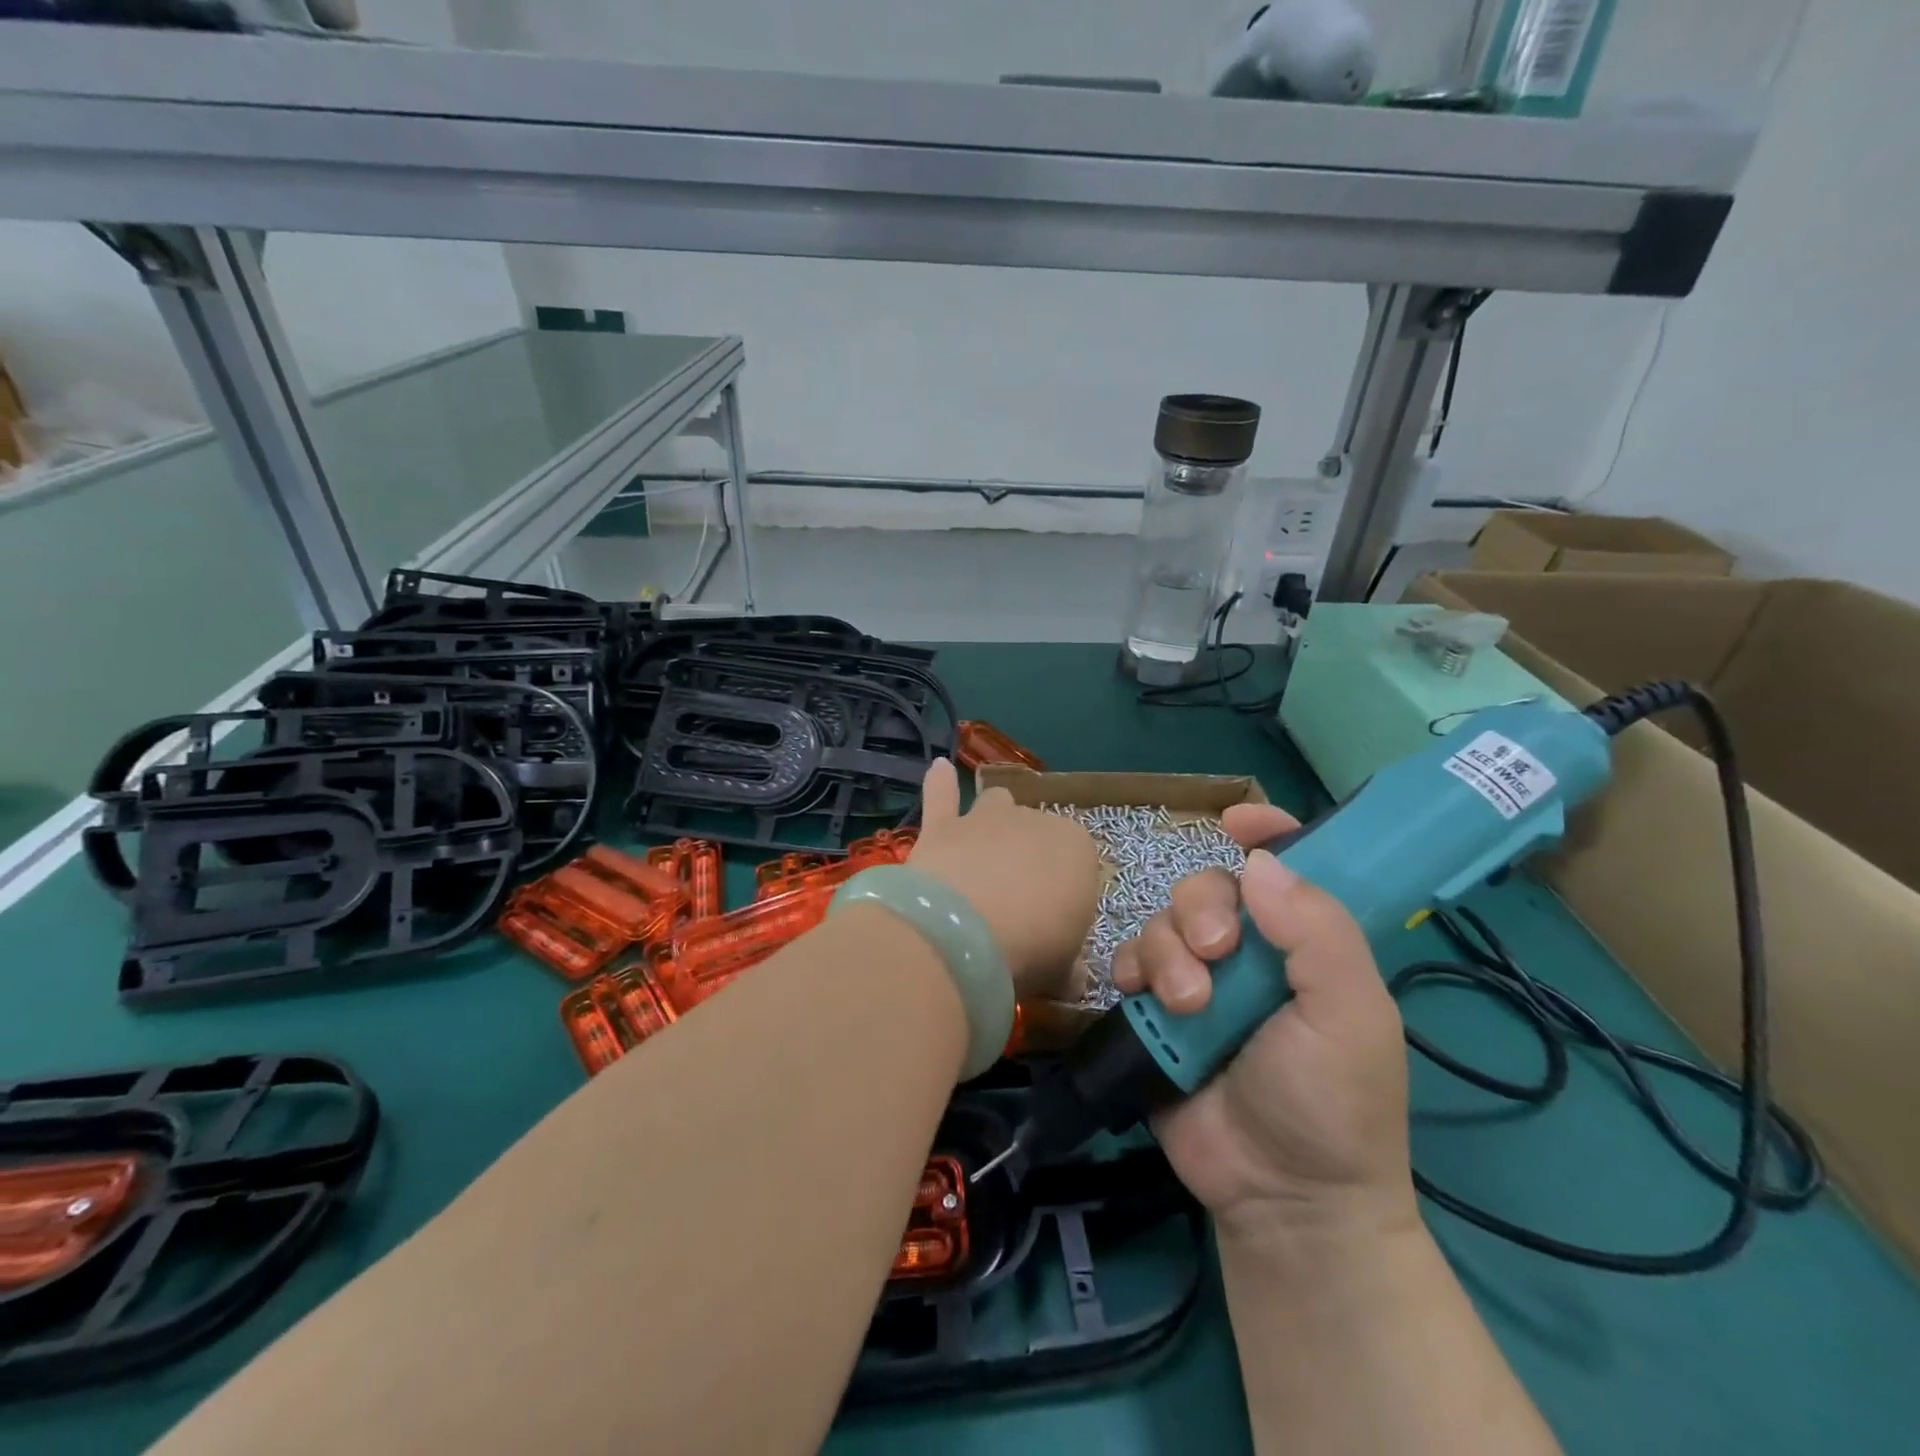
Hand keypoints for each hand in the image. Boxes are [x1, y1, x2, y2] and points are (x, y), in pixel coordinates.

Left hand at [907, 759, 1100, 1001]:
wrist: (962, 935)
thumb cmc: (1030, 950)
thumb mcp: (1064, 971)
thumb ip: (1069, 967)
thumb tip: (1071, 977)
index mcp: (1078, 849)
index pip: (1079, 865)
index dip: (1066, 896)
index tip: (1053, 928)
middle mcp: (1035, 821)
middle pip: (1036, 835)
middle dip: (1030, 861)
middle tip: (1016, 908)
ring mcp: (985, 818)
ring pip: (996, 804)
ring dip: (993, 821)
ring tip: (985, 849)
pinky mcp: (942, 826)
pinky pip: (941, 794)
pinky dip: (939, 783)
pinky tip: (938, 768)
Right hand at [1111, 803, 1415, 1238]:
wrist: (1282, 1197)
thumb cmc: (1334, 1103)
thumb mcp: (1351, 1016)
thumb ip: (1318, 934)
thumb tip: (1260, 862)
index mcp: (1304, 943)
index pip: (1286, 867)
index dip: (1266, 831)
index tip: (1236, 820)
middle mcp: (1249, 951)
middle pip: (1207, 886)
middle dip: (1202, 909)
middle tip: (1216, 954)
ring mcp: (1198, 979)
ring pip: (1162, 921)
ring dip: (1168, 952)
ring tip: (1190, 1005)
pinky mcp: (1156, 1011)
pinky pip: (1129, 961)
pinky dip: (1132, 970)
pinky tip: (1148, 1000)